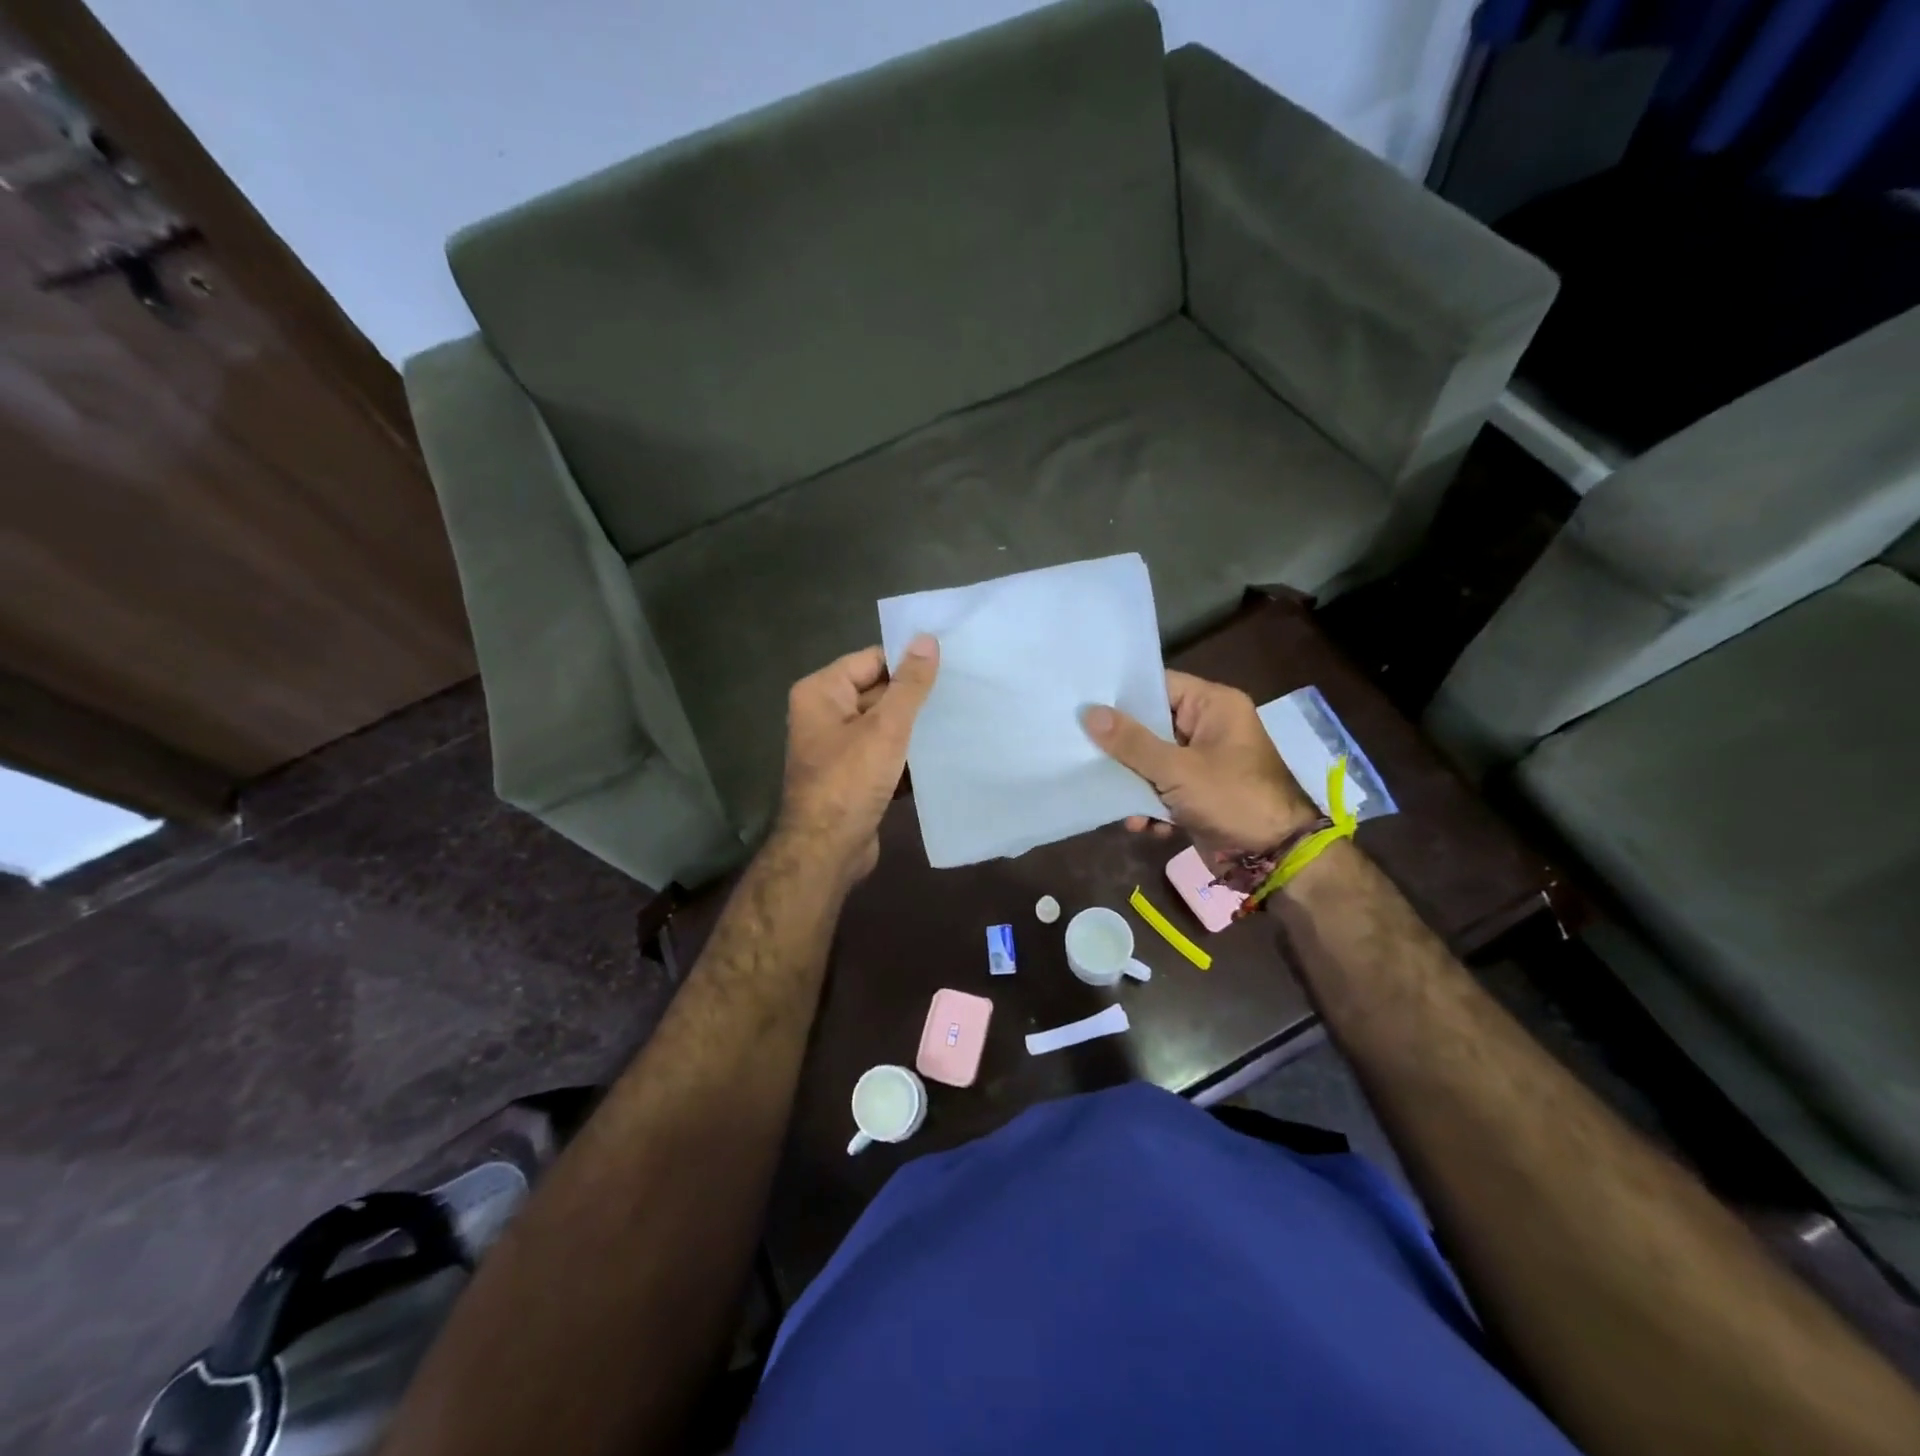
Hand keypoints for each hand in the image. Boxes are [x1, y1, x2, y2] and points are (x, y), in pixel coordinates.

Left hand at [774, 636, 939, 885]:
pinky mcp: (852, 776)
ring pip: (884, 726)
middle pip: (878, 692)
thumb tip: (927, 639)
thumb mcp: (885, 727)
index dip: (907, 662)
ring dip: (914, 728)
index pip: (871, 660)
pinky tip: (942, 755)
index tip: (949, 664)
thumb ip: (910, 684)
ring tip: (959, 719)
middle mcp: (824, 714)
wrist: (827, 851)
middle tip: (961, 692)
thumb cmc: (850, 781)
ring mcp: (837, 748)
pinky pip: (884, 754)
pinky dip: (906, 756)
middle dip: (914, 697)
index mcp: (821, 692)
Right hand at [1082, 671, 1318, 864]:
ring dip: (1134, 783)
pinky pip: (1163, 789)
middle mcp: (1209, 728)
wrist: (1274, 858)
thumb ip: (1131, 742)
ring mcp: (1204, 763)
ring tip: (1115, 800)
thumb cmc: (1232, 799)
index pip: (1159, 686)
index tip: (1084, 704)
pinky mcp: (1198, 793)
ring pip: (1153, 761)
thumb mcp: (1177, 769)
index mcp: (1214, 706)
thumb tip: (1088, 712)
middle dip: (1121, 747)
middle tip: (1082, 750)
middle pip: (1151, 725)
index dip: (1122, 696)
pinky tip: (1142, 825)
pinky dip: (1151, 805)